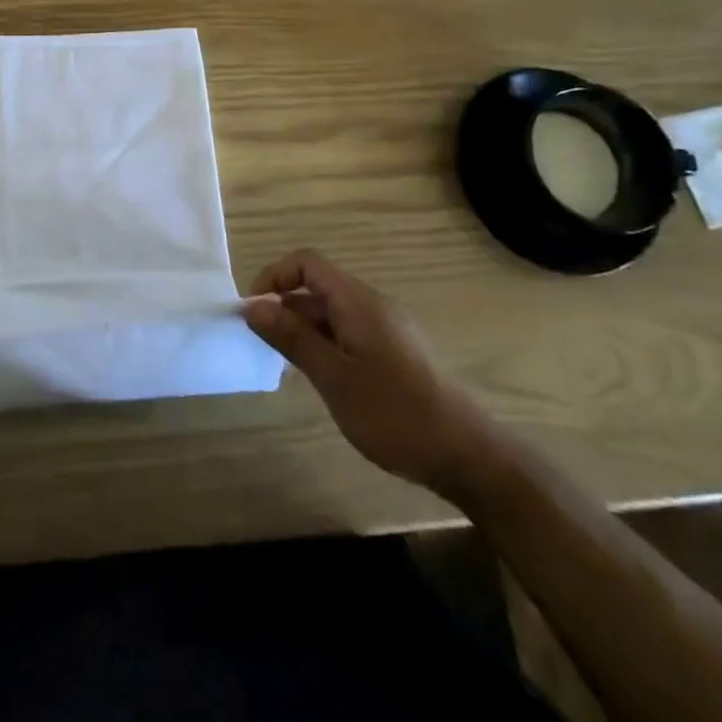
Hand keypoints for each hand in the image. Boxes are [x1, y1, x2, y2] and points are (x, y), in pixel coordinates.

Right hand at [244, 250, 500, 499]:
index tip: (252, 310)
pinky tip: (324, 380)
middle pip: (318, 288)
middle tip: (263, 344)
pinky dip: (326, 345)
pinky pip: (350, 333)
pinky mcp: (397, 354)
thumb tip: (252, 306)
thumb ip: (292, 337)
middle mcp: (372, 305)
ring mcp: (388, 330)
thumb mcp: (333, 377)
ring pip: (333, 314)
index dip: (274, 277)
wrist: (470, 458)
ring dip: (304, 330)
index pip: (306, 263)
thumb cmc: (395, 414)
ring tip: (289, 366)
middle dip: (285, 308)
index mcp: (357, 301)